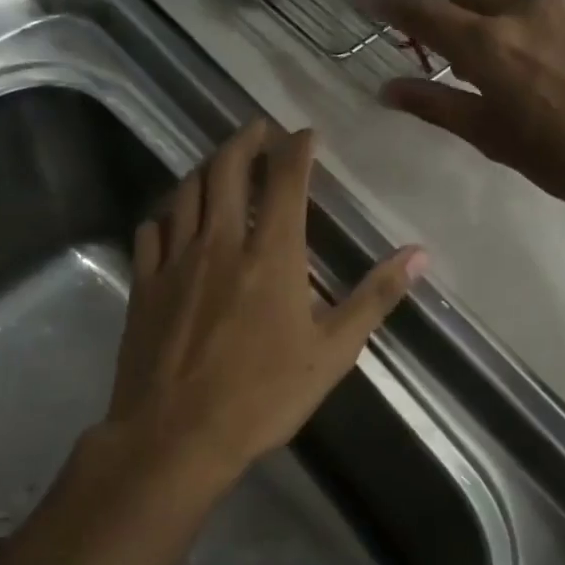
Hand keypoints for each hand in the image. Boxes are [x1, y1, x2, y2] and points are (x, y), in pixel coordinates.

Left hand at [95, 120, 425, 491]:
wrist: (176, 437)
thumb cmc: (263, 396)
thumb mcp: (332, 352)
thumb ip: (375, 297)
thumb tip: (420, 254)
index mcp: (271, 254)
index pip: (286, 178)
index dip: (296, 146)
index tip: (305, 132)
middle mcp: (221, 242)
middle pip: (228, 169)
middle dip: (246, 139)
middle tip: (259, 128)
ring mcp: (176, 259)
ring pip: (187, 191)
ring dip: (206, 167)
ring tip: (221, 162)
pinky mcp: (144, 283)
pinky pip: (151, 229)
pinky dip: (167, 212)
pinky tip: (173, 216)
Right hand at [360, 0, 564, 230]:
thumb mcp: (494, 140)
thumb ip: (437, 105)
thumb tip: (387, 89)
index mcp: (490, 45)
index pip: (423, 11)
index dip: (387, 2)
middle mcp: (528, 6)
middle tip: (469, 41)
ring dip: (507, 8)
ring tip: (530, 56)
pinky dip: (554, 21)